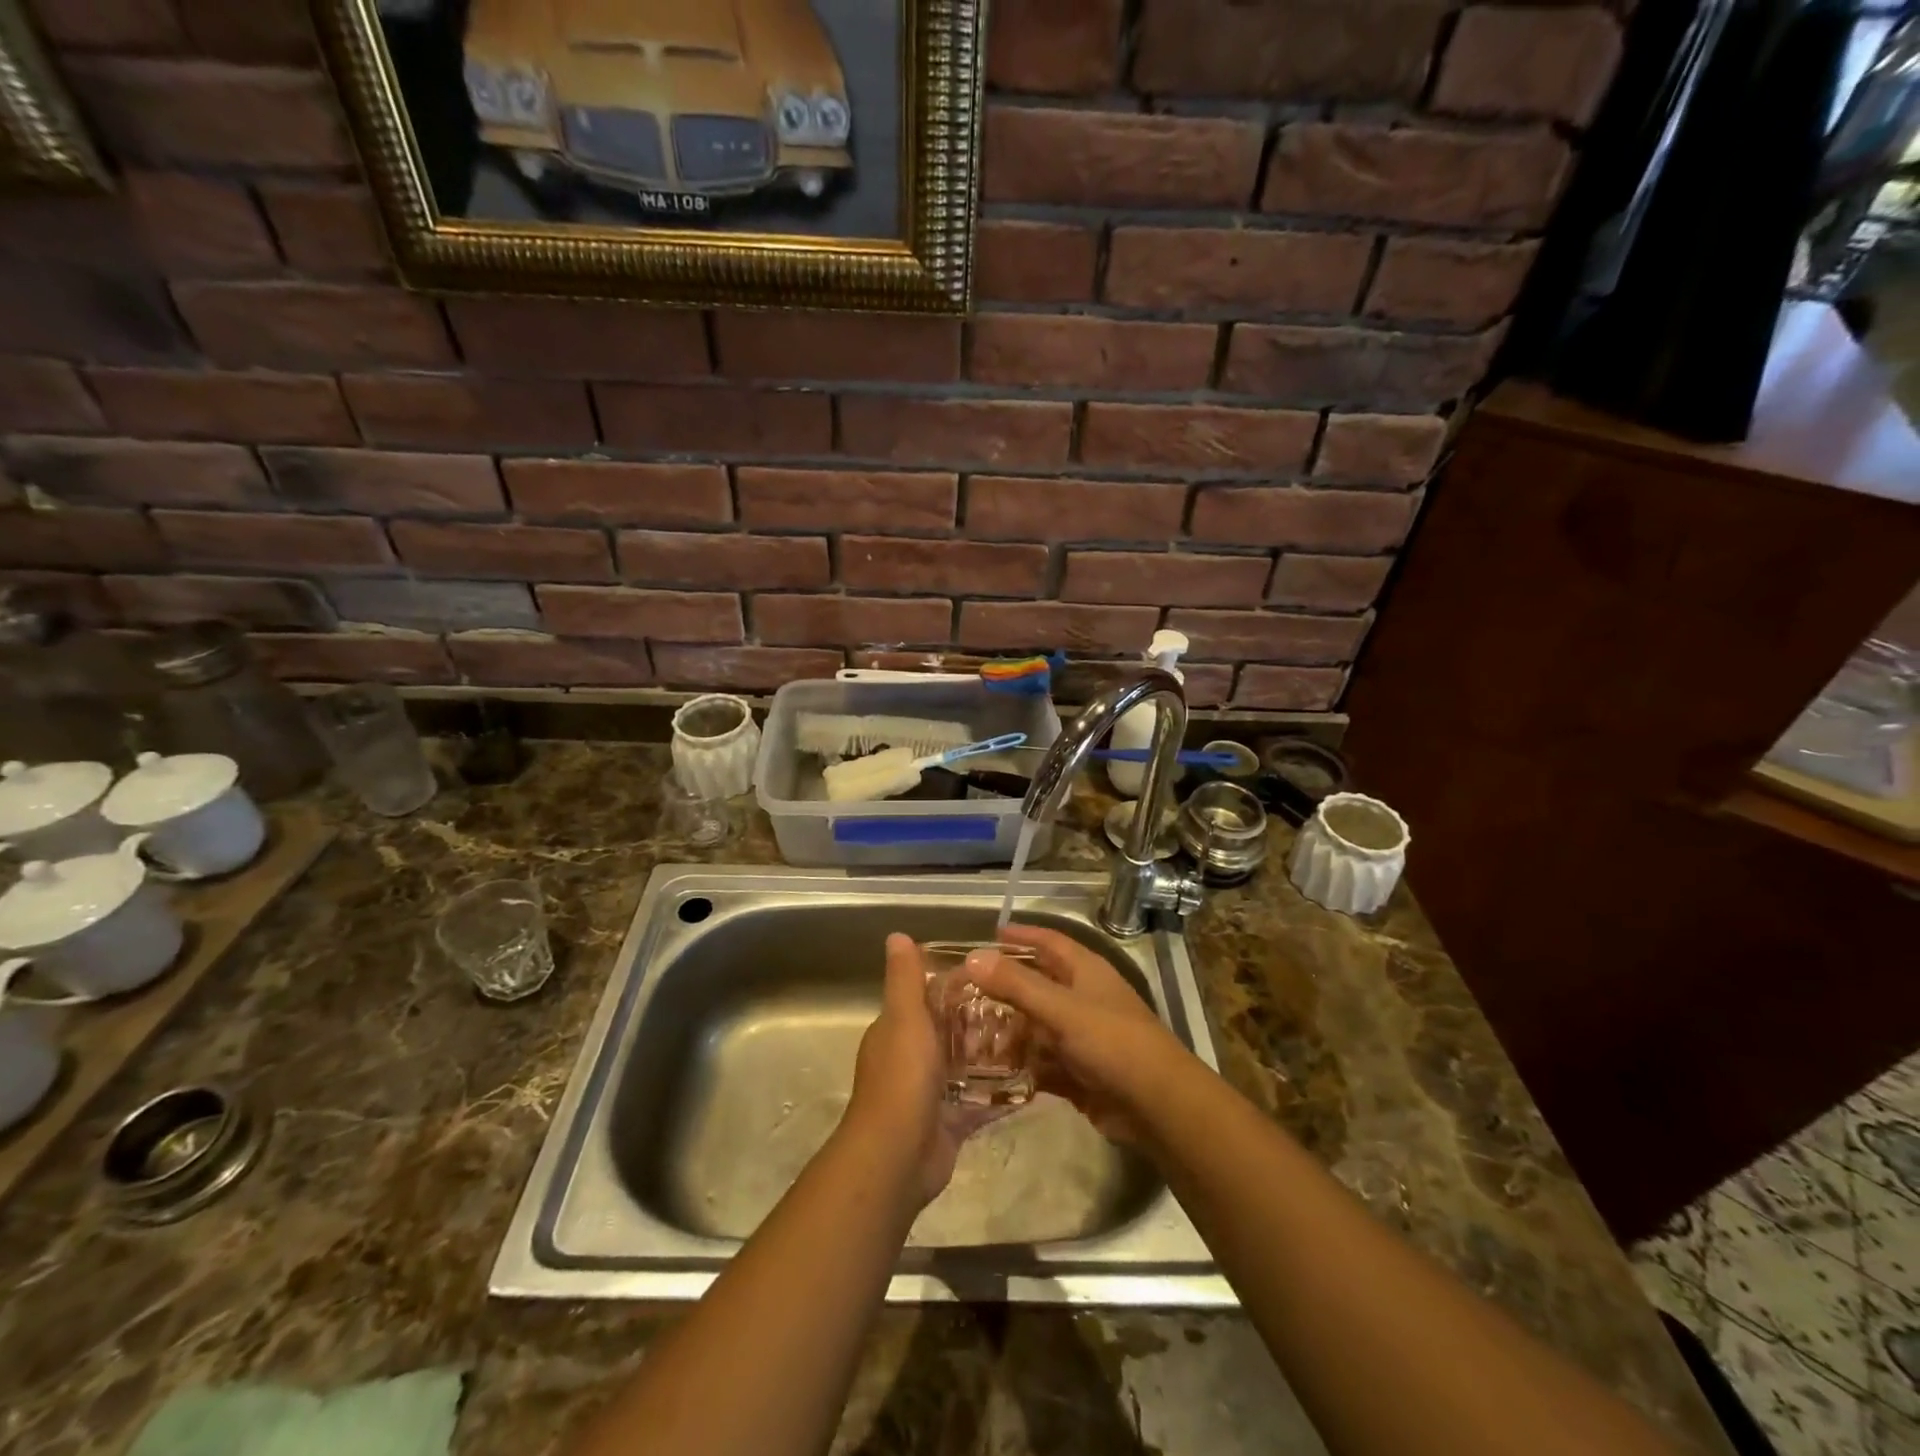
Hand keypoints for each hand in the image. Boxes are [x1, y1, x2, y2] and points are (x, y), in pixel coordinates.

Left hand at [844, 933, 1006, 1206]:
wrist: (896, 1158)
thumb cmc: (902, 1078)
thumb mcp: (904, 1018)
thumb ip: (905, 979)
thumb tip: (897, 935)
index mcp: (899, 1029)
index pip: (930, 997)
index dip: (959, 984)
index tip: (997, 972)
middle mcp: (913, 1057)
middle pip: (952, 1031)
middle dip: (983, 1019)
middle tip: (1026, 1006)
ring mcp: (932, 1092)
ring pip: (967, 1065)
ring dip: (994, 1055)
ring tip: (1035, 1038)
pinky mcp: (951, 1122)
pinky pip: (980, 1102)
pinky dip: (1000, 1093)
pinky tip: (1032, 1082)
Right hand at [965, 924, 1190, 1143]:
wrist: (1157, 1106)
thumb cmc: (1112, 1042)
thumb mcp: (1062, 1009)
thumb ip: (1016, 984)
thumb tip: (972, 956)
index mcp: (1086, 972)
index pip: (1049, 942)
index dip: (1022, 936)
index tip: (990, 934)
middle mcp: (1082, 999)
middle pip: (1038, 985)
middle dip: (1005, 988)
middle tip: (965, 991)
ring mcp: (1080, 1038)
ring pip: (1036, 1027)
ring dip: (1008, 1031)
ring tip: (969, 1036)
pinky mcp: (1077, 1073)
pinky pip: (1041, 1063)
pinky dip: (1020, 1065)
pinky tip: (991, 1071)